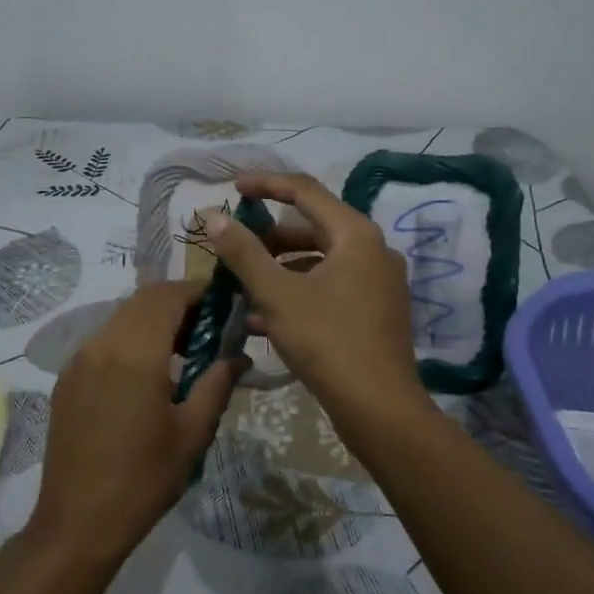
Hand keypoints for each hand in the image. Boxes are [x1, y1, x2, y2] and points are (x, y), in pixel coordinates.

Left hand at [25, 280, 244, 567]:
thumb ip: (216, 384)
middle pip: (143, 301)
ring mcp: (78, 361)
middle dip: (178, 304)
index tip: (224, 303)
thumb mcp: (192, 433)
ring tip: (183, 352)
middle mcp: (101, 344)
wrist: (77, 522)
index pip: (167, 296)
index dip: (197, 291)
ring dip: (153, 321)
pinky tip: (148, 375)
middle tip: (208, 328)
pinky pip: (104, 342)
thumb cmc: (144, 479)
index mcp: (135, 353)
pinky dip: (130, 340)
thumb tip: (238, 356)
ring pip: (121, 318)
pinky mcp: (67, 380)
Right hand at [204, 173, 426, 424]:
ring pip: (320, 261)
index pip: (305, 191)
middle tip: (234, 248)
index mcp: (355, 234)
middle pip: (313, 228)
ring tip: (242, 287)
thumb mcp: (276, 294)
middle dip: (269, 238)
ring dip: (280, 270)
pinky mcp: (376, 311)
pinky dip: (299, 292)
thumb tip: (214, 216)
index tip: (233, 189)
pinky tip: (263, 319)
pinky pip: (331, 287)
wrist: (379, 408)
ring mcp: (379, 282)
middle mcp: (373, 250)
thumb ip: (243, 252)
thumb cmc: (326, 341)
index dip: (266, 185)